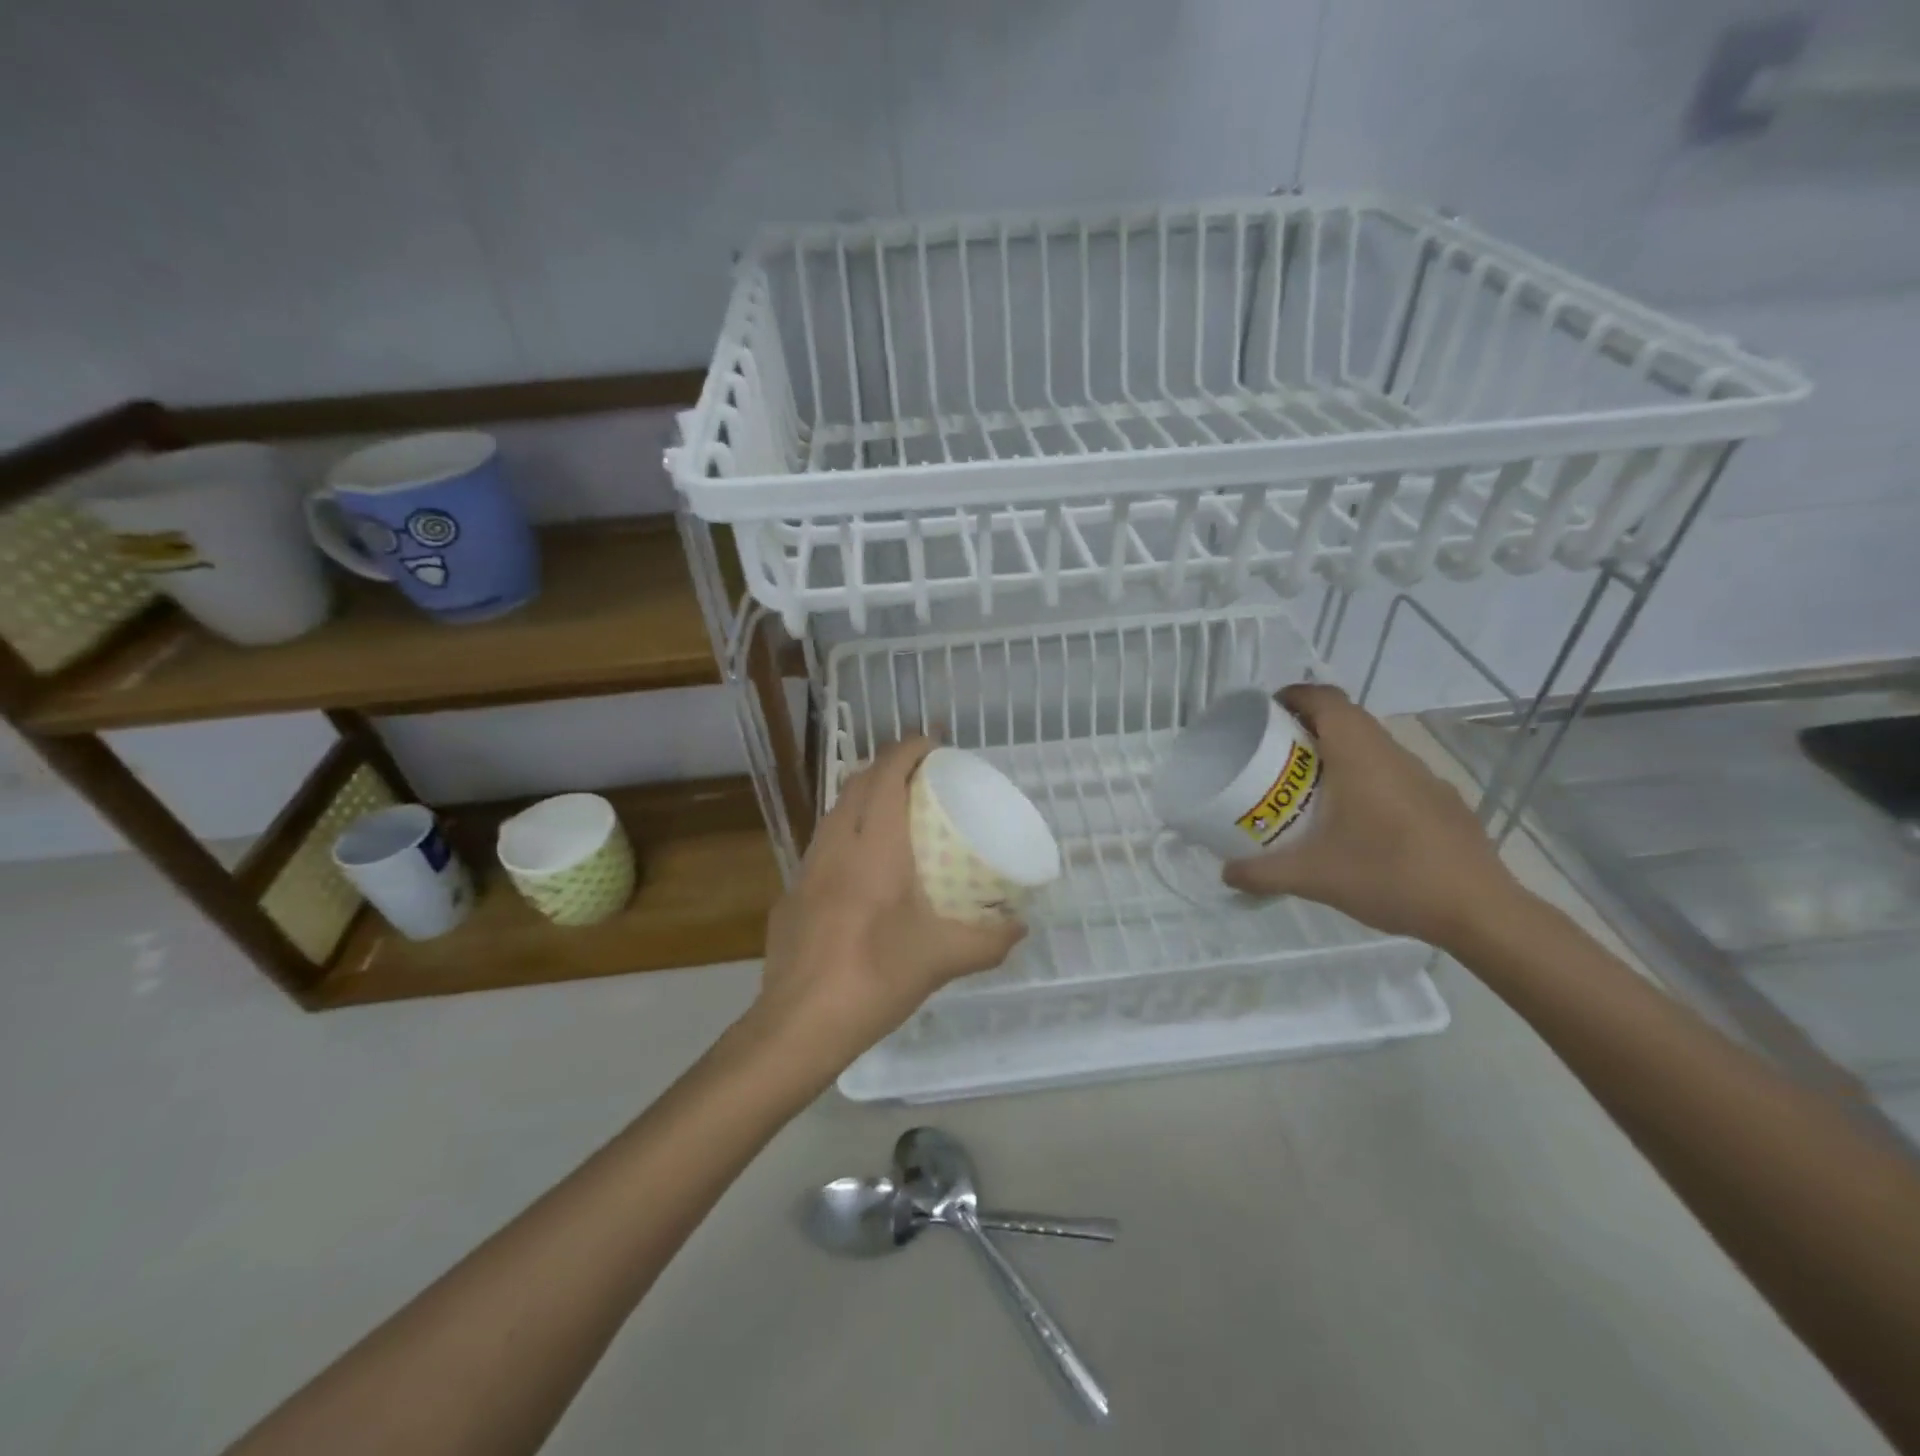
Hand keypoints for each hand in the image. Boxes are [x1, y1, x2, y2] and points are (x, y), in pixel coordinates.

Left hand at [748, 736, 1025, 1075]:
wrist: (799, 1025)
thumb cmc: (875, 978)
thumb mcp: (942, 959)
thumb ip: (988, 941)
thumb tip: (1020, 927)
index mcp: (874, 848)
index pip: (887, 775)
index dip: (909, 749)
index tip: (934, 744)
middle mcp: (835, 846)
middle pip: (857, 784)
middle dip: (888, 767)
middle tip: (922, 778)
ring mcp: (806, 870)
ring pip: (834, 813)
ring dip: (863, 799)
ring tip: (893, 815)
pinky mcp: (790, 895)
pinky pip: (821, 848)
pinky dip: (846, 838)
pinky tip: (860, 873)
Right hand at [1221, 684, 1524, 949]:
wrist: (1479, 911)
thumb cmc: (1389, 876)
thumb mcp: (1313, 877)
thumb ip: (1262, 872)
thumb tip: (1226, 873)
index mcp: (1360, 755)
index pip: (1325, 699)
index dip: (1292, 696)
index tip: (1264, 715)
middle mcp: (1393, 754)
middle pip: (1347, 718)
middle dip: (1307, 726)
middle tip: (1275, 755)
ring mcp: (1424, 776)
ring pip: (1372, 746)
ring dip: (1339, 753)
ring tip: (1310, 789)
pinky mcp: (1442, 800)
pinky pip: (1393, 773)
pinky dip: (1367, 780)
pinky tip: (1358, 822)